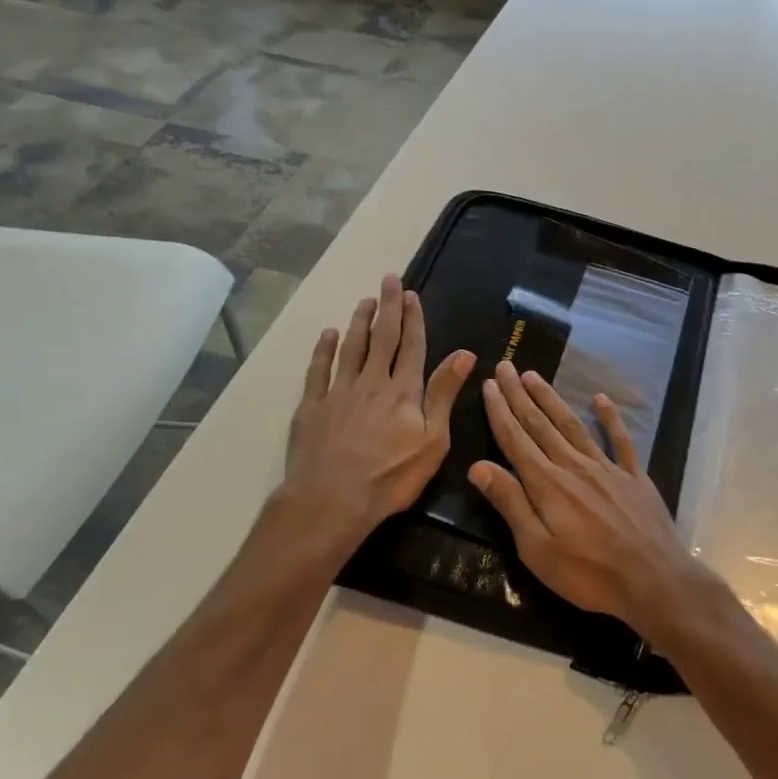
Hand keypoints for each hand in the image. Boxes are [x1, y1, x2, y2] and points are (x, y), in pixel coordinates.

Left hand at [274, 273, 475, 553]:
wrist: (331, 500)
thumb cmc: (390, 476)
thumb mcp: (433, 440)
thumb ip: (445, 394)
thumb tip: (465, 353)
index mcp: (403, 391)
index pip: (411, 346)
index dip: (413, 318)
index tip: (411, 294)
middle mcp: (371, 382)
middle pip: (382, 337)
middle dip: (387, 307)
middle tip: (388, 278)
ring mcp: (338, 392)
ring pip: (350, 347)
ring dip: (359, 321)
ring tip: (364, 300)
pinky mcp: (312, 407)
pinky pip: (318, 370)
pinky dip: (324, 350)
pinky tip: (329, 335)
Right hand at [468, 360, 709, 643]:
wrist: (653, 580)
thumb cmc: (588, 573)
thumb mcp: (537, 549)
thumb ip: (510, 504)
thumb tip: (477, 466)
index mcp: (547, 484)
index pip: (516, 440)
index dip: (500, 412)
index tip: (488, 385)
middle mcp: (574, 466)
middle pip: (541, 424)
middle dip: (519, 395)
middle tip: (505, 366)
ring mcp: (607, 468)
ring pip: (573, 425)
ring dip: (552, 399)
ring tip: (535, 376)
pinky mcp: (634, 476)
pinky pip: (619, 440)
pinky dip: (610, 418)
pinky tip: (601, 399)